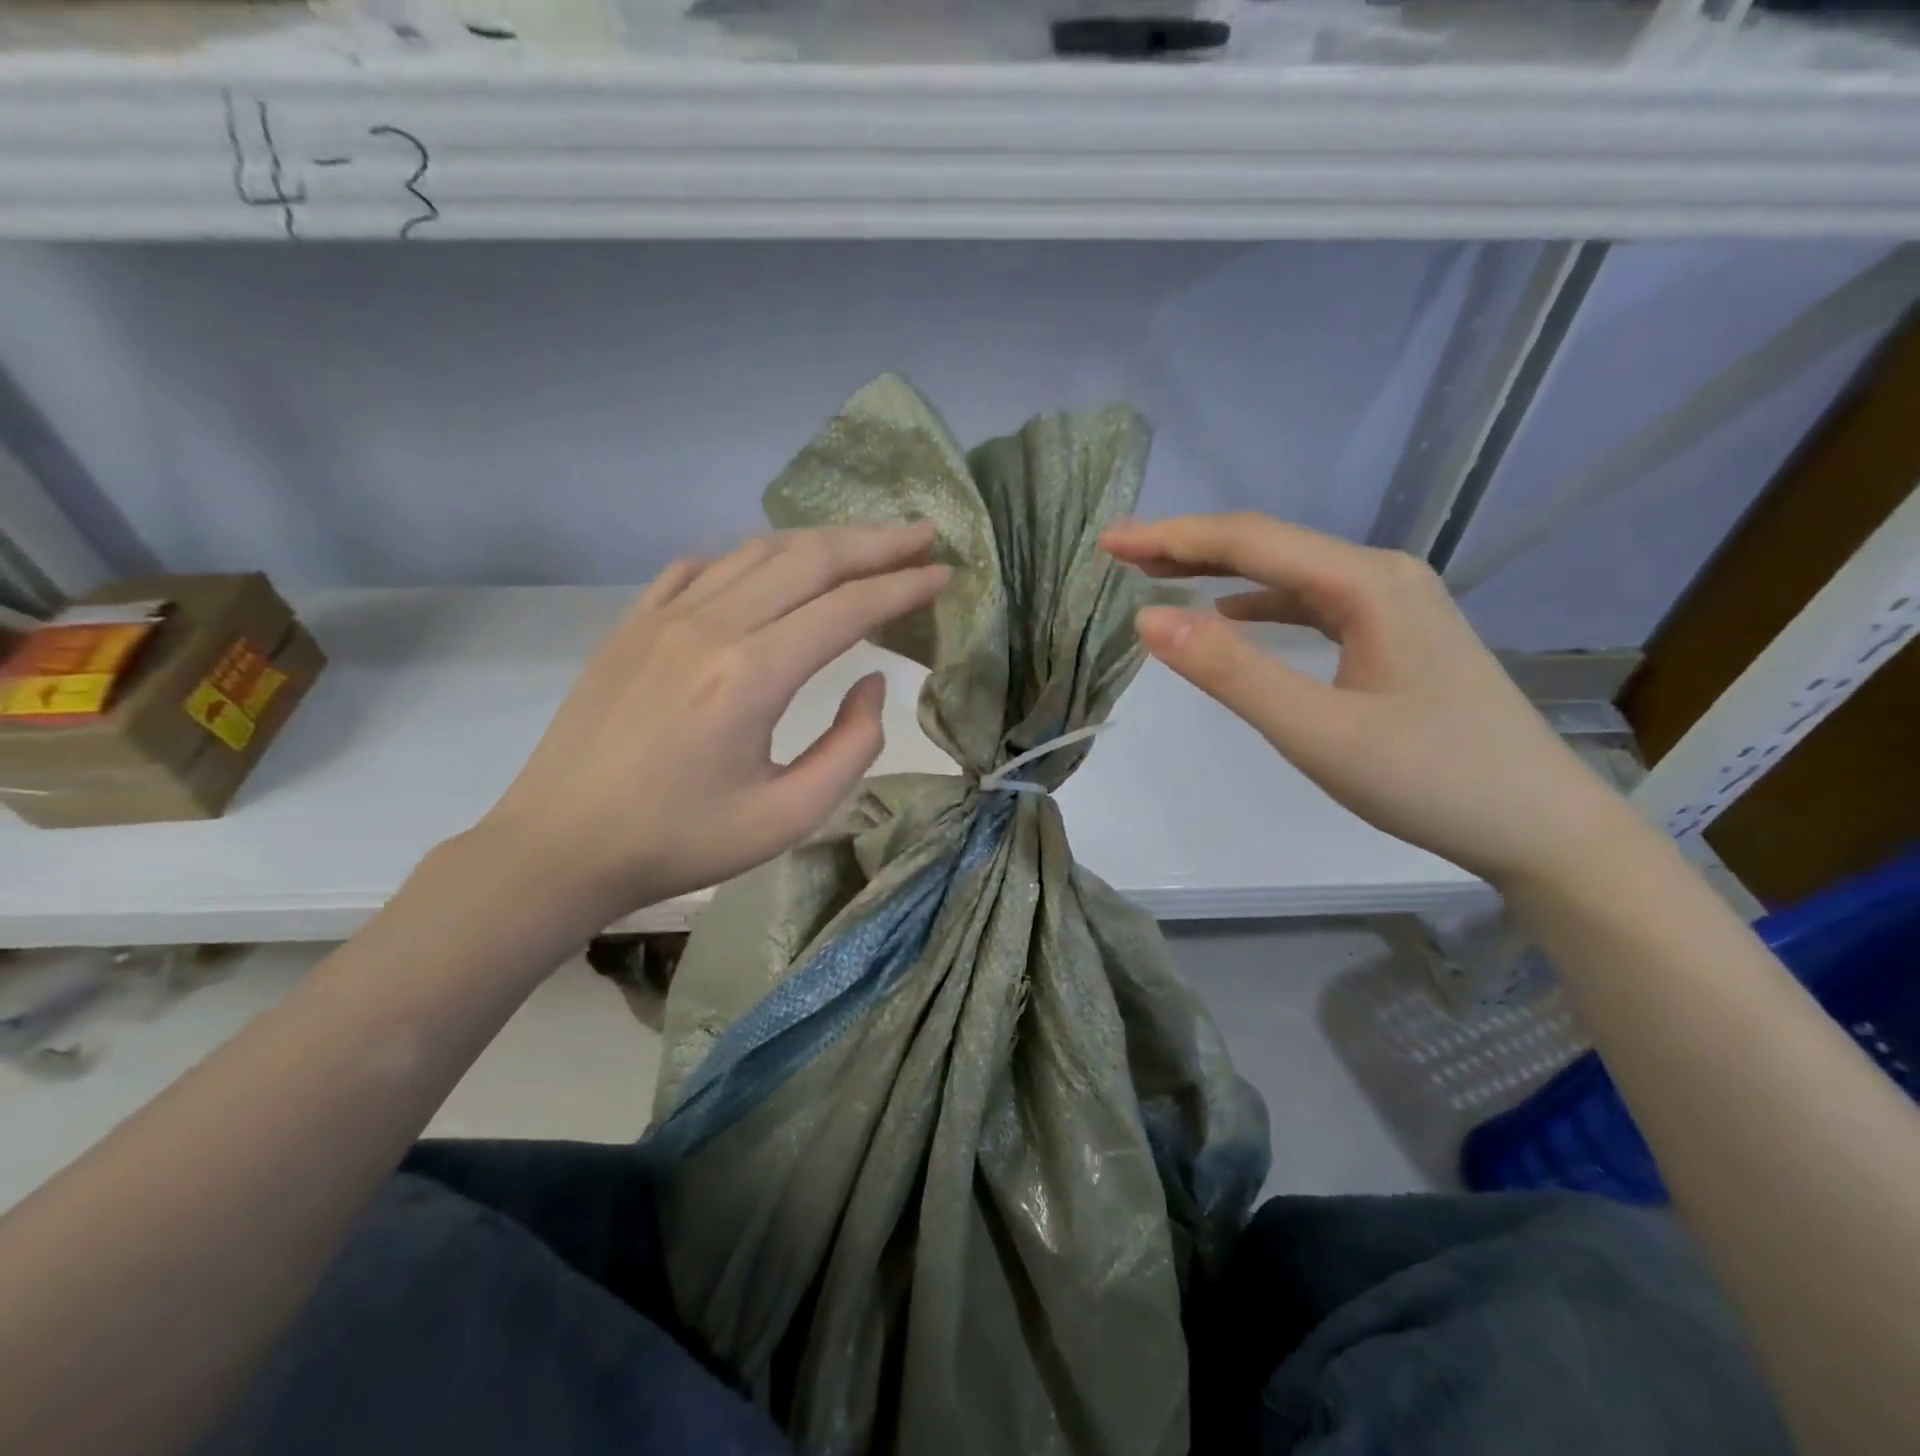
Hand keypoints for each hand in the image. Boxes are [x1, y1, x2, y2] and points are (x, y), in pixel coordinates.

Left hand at [476, 524, 948, 928]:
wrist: (560, 846)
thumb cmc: (680, 841)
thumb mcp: (788, 816)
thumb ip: (851, 747)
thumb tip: (874, 685)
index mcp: (752, 674)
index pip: (849, 608)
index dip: (905, 586)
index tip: (945, 573)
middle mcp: (711, 625)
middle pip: (809, 559)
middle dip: (876, 543)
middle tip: (923, 534)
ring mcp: (663, 616)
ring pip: (757, 552)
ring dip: (819, 543)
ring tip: (862, 546)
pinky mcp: (633, 623)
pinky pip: (701, 567)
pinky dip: (749, 559)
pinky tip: (767, 572)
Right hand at [1100, 513, 1630, 886]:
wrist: (1540, 826)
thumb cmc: (1429, 780)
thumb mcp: (1316, 731)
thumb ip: (1231, 672)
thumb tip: (1149, 618)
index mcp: (1365, 583)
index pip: (1249, 542)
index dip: (1171, 537)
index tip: (1108, 542)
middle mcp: (1381, 575)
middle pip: (1268, 546)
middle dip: (1187, 545)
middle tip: (1119, 551)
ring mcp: (1393, 604)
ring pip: (1288, 574)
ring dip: (1219, 572)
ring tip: (1159, 574)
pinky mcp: (1395, 636)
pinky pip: (1311, 603)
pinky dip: (1259, 604)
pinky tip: (1231, 615)